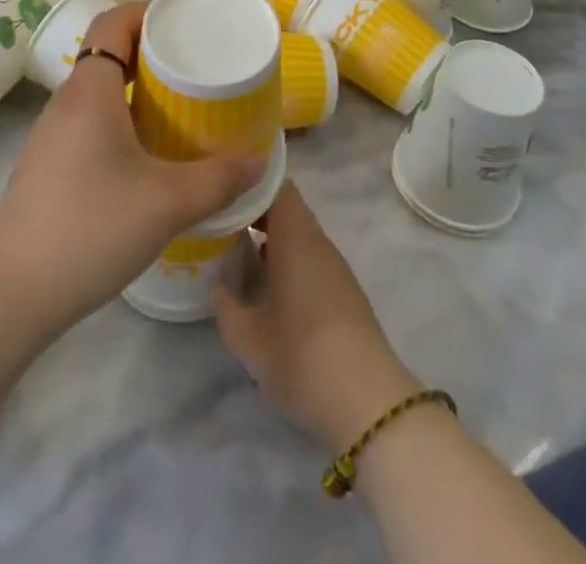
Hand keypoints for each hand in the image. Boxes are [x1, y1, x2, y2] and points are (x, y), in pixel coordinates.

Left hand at [0, 3, 263, 336]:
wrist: (11, 292)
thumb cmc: (90, 227)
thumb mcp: (166, 203)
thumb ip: (218, 180)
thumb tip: (258, 162)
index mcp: (90, 90)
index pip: (113, 22)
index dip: (147, 12)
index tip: (185, 23)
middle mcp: (68, 102)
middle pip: (109, 53)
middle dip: (152, 51)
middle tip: (195, 67)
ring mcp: (53, 135)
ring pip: (100, 91)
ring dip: (138, 89)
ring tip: (180, 107)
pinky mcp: (50, 164)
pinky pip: (91, 121)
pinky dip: (122, 119)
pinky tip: (148, 154)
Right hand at [213, 184, 418, 451]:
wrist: (367, 402)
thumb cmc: (301, 356)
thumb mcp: (248, 338)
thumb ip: (225, 305)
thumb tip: (218, 285)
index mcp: (295, 235)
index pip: (276, 184)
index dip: (249, 182)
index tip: (222, 190)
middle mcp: (317, 241)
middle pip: (286, 208)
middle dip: (254, 211)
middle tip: (220, 222)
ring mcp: (334, 266)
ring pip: (298, 234)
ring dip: (270, 238)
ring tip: (237, 252)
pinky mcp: (344, 291)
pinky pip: (310, 257)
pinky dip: (287, 259)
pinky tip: (268, 286)